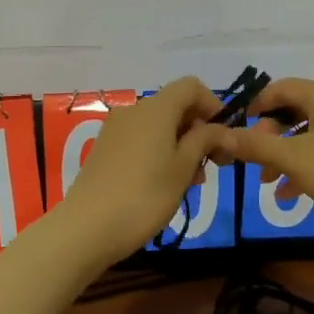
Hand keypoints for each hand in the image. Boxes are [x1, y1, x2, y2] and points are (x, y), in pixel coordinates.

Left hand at [56, 78, 235, 263]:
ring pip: (159, 126)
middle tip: (214, 164)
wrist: (87, 228)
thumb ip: (206, 141)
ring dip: (182, 145)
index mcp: (156, 109)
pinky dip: (160, 152)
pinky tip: (166, 184)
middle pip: (175, 106)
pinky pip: (141, 140)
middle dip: (199, 130)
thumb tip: (226, 130)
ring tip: (192, 181)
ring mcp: (115, 130)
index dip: (213, 104)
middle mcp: (134, 111)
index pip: (191, 86)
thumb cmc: (145, 195)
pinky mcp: (105, 150)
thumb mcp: (184, 168)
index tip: (224, 135)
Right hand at [227, 79, 313, 228]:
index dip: (256, 106)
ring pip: (311, 135)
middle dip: (270, 137)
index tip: (238, 129)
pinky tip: (292, 195)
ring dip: (286, 156)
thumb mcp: (293, 159)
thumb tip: (222, 134)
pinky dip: (307, 167)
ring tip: (268, 183)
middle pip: (296, 112)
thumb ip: (256, 146)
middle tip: (253, 162)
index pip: (281, 87)